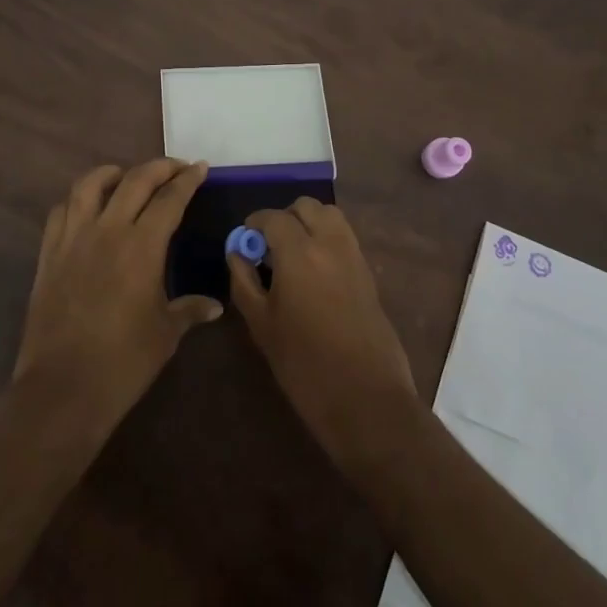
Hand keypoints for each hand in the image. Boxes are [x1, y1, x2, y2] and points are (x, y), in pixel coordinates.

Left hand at [13, 159, 219, 431]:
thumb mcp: (166, 334)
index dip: (187, 180)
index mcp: (142, 246)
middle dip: (159, 167)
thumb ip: (190, 310)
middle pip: (135, 180)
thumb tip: (214, 306)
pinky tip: (87, 208)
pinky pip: (61, 211)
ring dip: (113, 173)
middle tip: (176, 168)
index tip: (199, 167)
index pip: (170, 199)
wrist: (63, 388)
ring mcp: (73, 238)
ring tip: (126, 176)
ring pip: (90, 184)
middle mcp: (108, 230)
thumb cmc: (124, 362)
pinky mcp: (49, 253)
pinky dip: (78, 200)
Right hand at [228, 198, 419, 474]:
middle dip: (284, 218)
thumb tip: (237, 252)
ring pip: (331, 217)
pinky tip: (314, 273)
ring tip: (293, 255)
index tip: (244, 241)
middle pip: (306, 207)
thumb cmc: (304, 365)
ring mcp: (354, 257)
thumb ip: (244, 281)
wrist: (366, 399)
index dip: (254, 224)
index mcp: (299, 252)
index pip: (273, 217)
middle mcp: (330, 243)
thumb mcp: (261, 324)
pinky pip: (345, 238)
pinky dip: (327, 239)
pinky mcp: (369, 274)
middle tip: (269, 247)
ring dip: (309, 223)